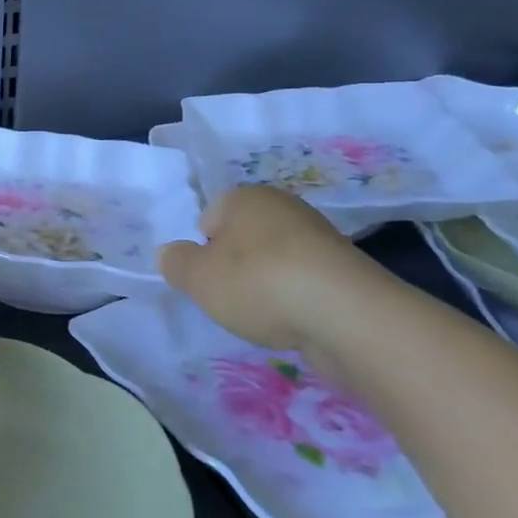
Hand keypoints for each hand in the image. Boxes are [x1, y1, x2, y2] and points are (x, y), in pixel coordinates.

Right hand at [158, 185, 373, 349]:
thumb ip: (175, 263)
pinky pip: (305, 282)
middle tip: (232, 297)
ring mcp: (319, 237)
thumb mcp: (197, 277)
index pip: (209, 218)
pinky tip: (296, 320)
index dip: (203, 250)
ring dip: (267, 285)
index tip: (208, 279)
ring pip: (275, 261)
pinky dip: (296, 300)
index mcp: (245, 197)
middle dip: (235, 267)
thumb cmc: (258, 283)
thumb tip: (170, 254)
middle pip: (243, 238)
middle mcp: (283, 206)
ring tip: (266, 314)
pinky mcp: (345, 270)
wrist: (347, 315)